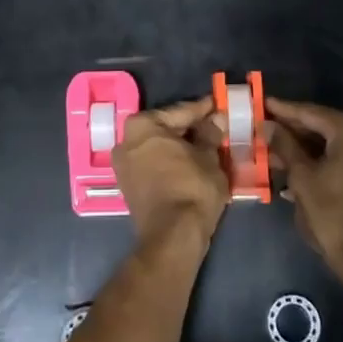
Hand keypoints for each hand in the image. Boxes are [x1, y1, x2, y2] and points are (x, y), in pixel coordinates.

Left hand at [110, 96, 228, 250]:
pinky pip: (154, 164)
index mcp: (143, 126)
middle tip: (215, 126)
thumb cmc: (192, 188)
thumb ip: (210, 134)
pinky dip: (171, 162)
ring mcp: (124, 165)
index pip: (180, 112)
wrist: (173, 237)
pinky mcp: (129, 186)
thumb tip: (216, 119)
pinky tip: (192, 164)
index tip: (218, 104)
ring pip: (160, 148)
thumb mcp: (208, 157)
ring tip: (207, 146)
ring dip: (181, 147)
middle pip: (166, 128)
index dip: (203, 109)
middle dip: (190, 128)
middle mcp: (126, 140)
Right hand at [266, 97, 342, 278]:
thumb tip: (268, 125)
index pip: (310, 113)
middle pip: (325, 125)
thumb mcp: (302, 178)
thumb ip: (284, 145)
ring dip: (309, 147)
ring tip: (279, 153)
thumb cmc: (333, 215)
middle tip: (267, 129)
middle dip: (295, 130)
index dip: (283, 109)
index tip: (262, 103)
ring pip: (337, 143)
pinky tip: (303, 168)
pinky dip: (326, 159)